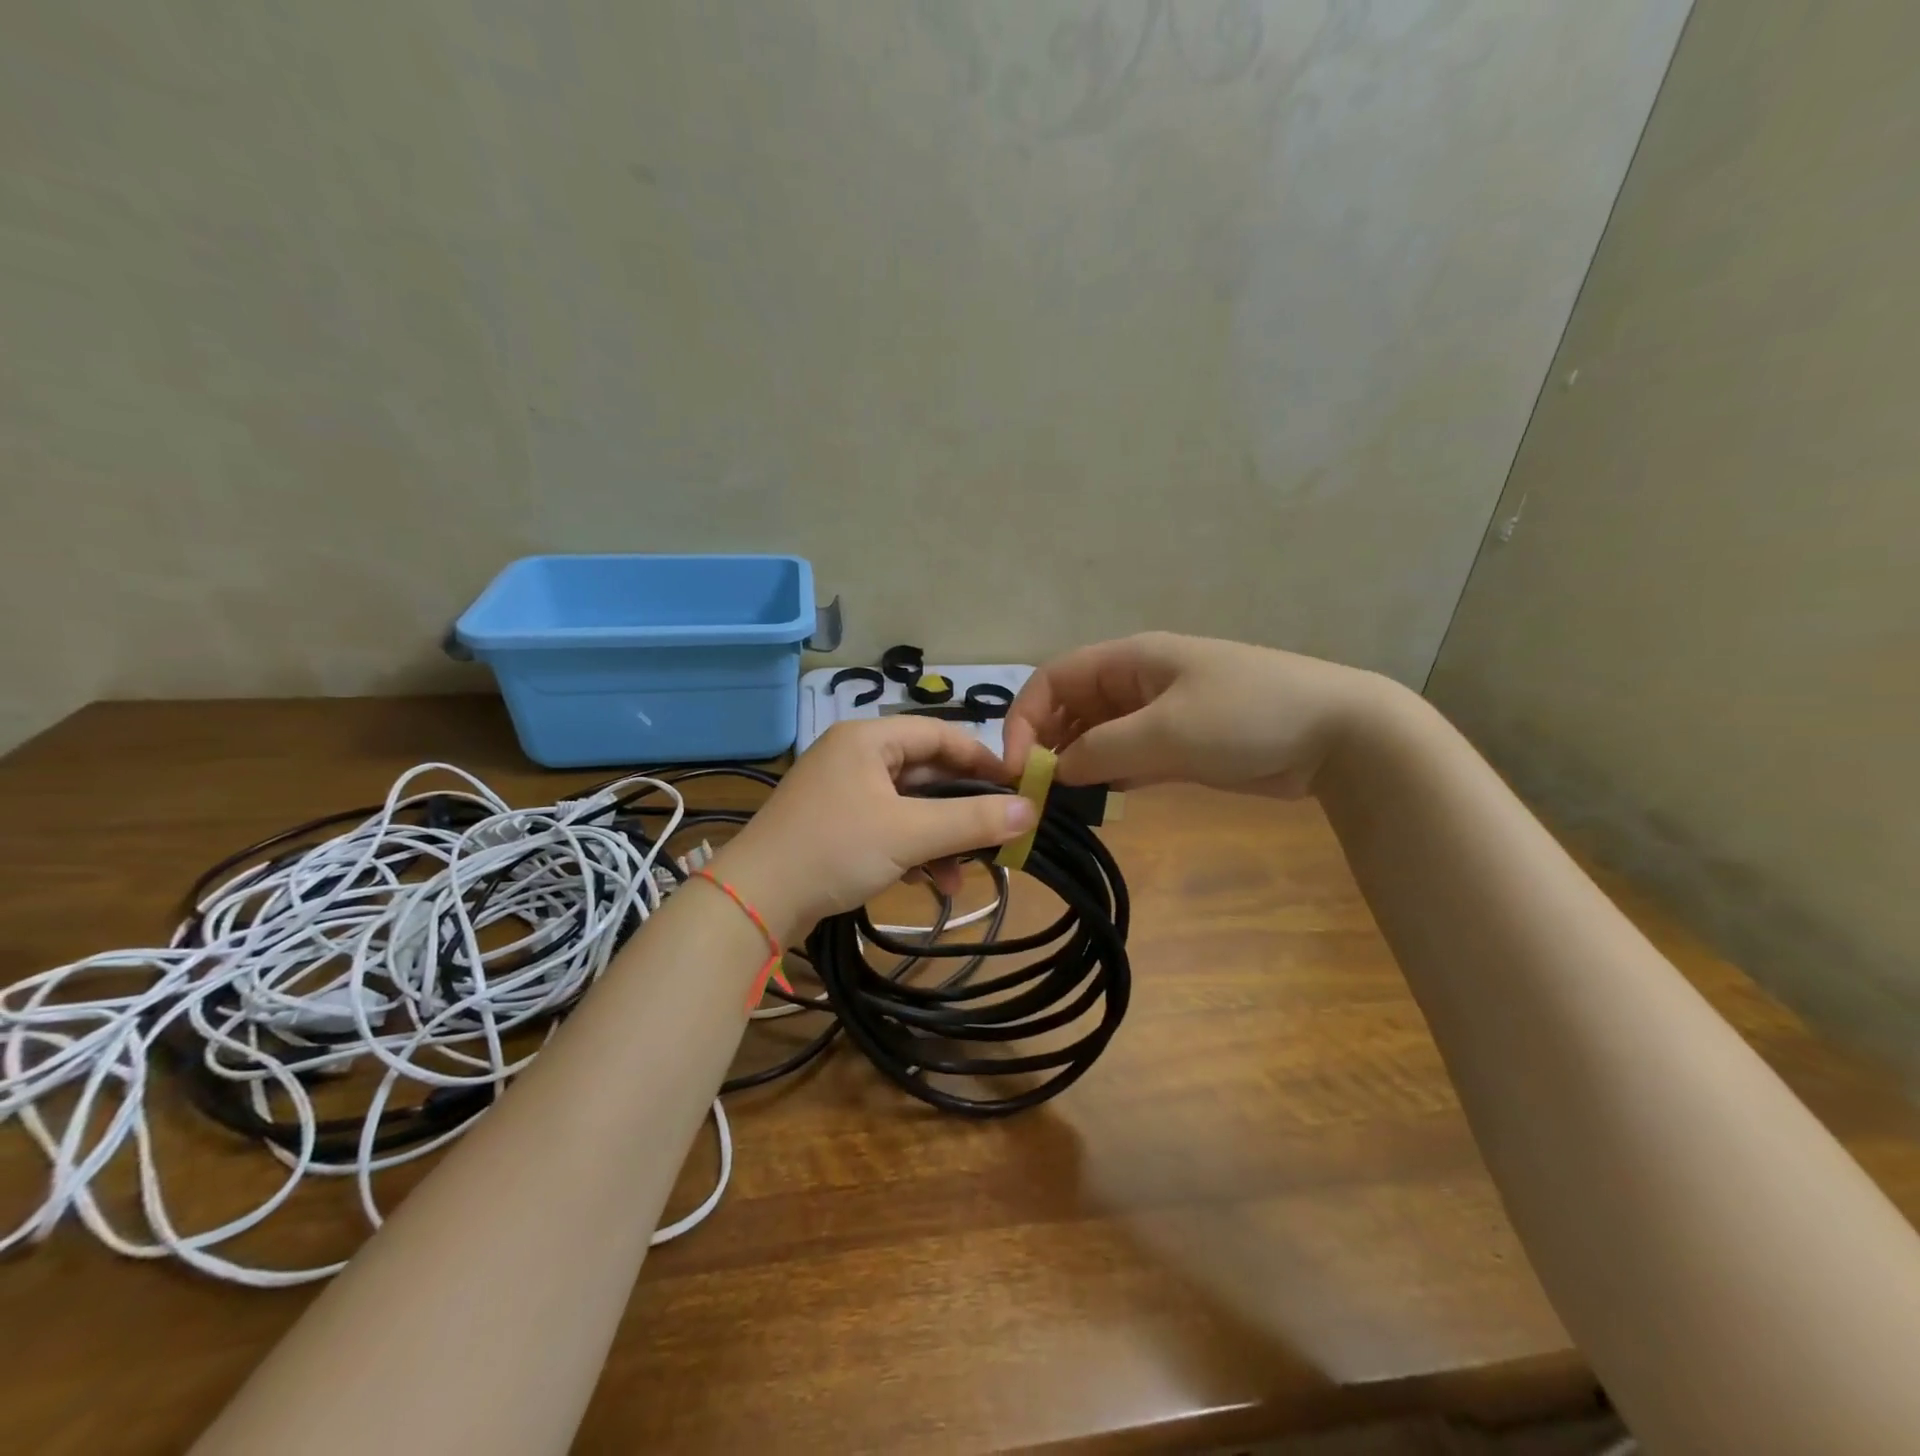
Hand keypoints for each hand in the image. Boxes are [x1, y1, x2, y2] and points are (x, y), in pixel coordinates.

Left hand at [710, 719, 1035, 942]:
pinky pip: (888, 827)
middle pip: (926, 772)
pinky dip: (912, 850)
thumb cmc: (834, 850)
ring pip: (909, 805)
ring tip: (960, 878)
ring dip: (939, 838)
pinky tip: (930, 885)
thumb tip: (1030, 810)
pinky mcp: (835, 825)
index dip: (982, 758)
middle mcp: (855, 756)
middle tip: (996, 835)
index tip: (1017, 787)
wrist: (754, 902)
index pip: (940, 733)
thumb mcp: (910, 834)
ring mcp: (842, 792)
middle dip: (961, 809)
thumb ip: (972, 820)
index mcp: (868, 739)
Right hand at [1002, 631, 1397, 798]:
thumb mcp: (1166, 731)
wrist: (1338, 736)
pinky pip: (1126, 758)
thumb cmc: (1246, 716)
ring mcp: (1159, 716)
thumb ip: (1100, 750)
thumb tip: (1054, 771)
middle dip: (1046, 745)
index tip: (1017, 766)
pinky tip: (1097, 803)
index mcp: (1129, 661)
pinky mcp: (1179, 747)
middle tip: (1035, 794)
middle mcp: (1137, 684)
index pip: (1054, 679)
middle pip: (1071, 708)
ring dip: (1075, 765)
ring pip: (1096, 737)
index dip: (1025, 717)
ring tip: (1059, 805)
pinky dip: (1107, 778)